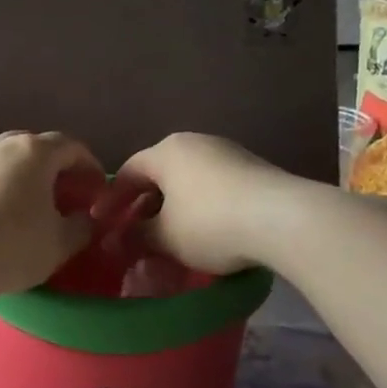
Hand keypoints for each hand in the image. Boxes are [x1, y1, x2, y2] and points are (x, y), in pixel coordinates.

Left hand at [0, 132, 112, 295]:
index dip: (91, 168)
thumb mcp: (59, 244)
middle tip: (68, 198)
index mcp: (35, 151)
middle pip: (38, 149)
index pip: (73, 147)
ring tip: (34, 209)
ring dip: (26, 179)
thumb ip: (82, 227)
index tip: (98, 193)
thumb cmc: (10, 244)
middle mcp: (1, 145)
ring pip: (8, 162)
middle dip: (57, 171)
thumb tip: (87, 218)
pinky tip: (1, 217)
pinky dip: (1, 190)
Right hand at [118, 134, 294, 274]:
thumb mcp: (165, 238)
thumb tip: (113, 243)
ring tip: (170, 239)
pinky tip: (205, 235)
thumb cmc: (210, 223)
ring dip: (174, 210)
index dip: (112, 199)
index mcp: (166, 152)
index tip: (102, 224)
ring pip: (188, 183)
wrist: (284, 219)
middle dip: (144, 207)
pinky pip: (215, 189)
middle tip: (135, 235)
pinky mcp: (254, 171)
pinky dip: (201, 210)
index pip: (128, 171)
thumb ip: (136, 238)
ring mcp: (228, 154)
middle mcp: (196, 144)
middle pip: (160, 175)